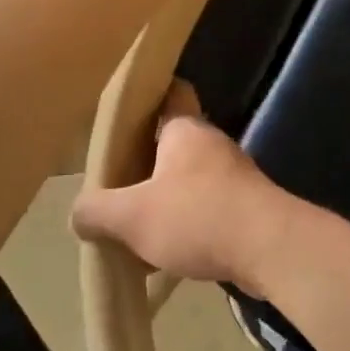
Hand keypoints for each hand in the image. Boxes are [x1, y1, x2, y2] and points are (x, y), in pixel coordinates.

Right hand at [72, 83, 302, 296]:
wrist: (270, 248)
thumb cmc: (198, 216)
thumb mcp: (132, 216)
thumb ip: (97, 211)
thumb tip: (79, 213)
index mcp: (185, 131)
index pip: (170, 94)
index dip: (148, 96)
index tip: (123, 112)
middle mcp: (212, 145)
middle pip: (172, 145)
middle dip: (144, 165)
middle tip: (113, 187)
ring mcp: (234, 176)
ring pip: (189, 181)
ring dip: (164, 201)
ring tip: (133, 229)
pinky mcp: (247, 207)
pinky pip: (206, 210)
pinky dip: (186, 226)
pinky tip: (165, 256)